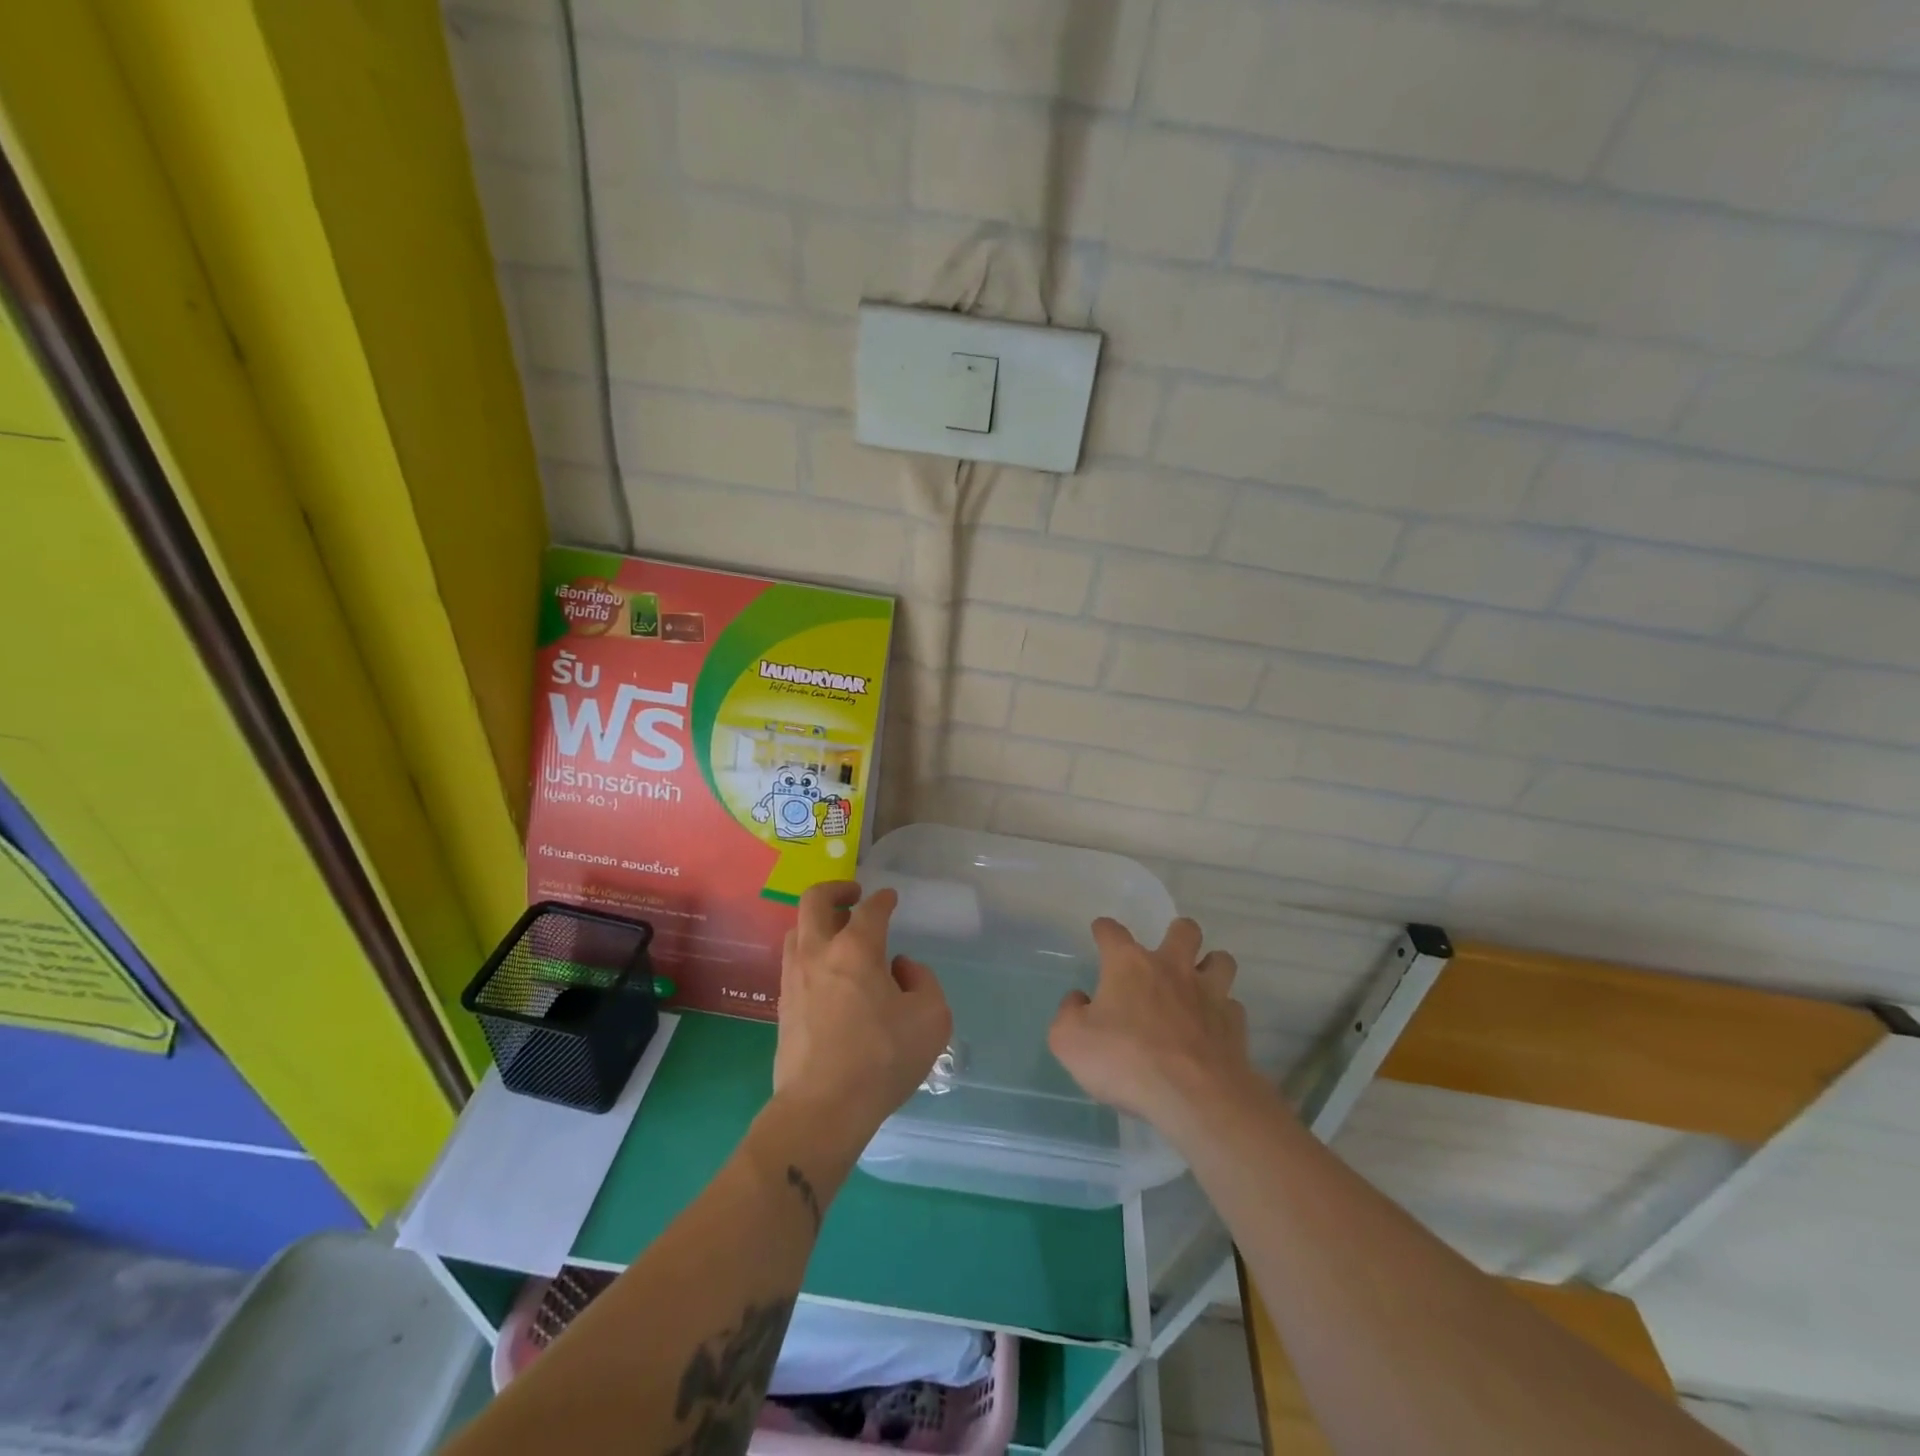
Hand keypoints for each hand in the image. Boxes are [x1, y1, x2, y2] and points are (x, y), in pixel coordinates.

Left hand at [773, 881, 952, 1143]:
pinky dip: (810, 953)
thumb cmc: (882, 1059)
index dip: (884, 899)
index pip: (871, 908)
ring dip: (818, 922)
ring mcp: (794, 978)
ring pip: (797, 930)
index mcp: (857, 948)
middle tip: (854, 895)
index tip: (890, 899)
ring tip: (839, 934)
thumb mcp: (931, 1018)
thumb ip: (922, 981)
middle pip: (815, 900)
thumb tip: (899, 968)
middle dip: (836, 889)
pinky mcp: (783, 1005)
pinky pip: (793, 962)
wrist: (822, 1108)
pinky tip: (828, 974)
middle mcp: (819, 952)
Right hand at [1049, 917, 1254, 1144]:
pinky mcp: (1234, 1025)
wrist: (1193, 1097)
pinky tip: (1212, 1028)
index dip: (1104, 929)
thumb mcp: (1069, 1041)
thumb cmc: (1124, 1061)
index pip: (1112, 931)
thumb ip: (1069, 1014)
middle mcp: (1172, 968)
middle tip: (1167, 956)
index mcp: (1129, 965)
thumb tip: (1079, 1000)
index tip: (1101, 932)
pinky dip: (1222, 1012)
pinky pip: (1232, 1006)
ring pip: (1221, 961)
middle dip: (1177, 934)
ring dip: (1210, 966)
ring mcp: (1208, 994)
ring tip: (1199, 984)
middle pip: (1185, 930)